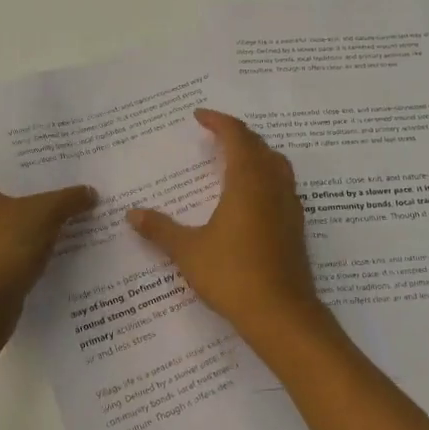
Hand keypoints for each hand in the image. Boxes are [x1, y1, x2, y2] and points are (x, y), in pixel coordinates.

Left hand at [0, 150, 94, 345]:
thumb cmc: (2, 248)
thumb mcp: (45, 215)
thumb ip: (68, 199)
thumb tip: (89, 192)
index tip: (21, 159)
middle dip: (7, 185)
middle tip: (40, 182)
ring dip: (6, 217)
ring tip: (43, 215)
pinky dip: (4, 244)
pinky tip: (35, 247)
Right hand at [125, 110, 332, 356]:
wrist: (281, 313)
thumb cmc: (232, 275)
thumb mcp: (189, 251)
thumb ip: (161, 229)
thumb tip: (132, 214)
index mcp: (248, 181)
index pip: (237, 136)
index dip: (219, 121)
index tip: (200, 116)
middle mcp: (273, 185)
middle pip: (259, 146)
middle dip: (238, 135)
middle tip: (216, 134)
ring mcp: (289, 205)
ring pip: (277, 164)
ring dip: (257, 153)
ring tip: (236, 158)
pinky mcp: (296, 225)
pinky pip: (283, 185)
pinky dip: (267, 176)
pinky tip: (253, 196)